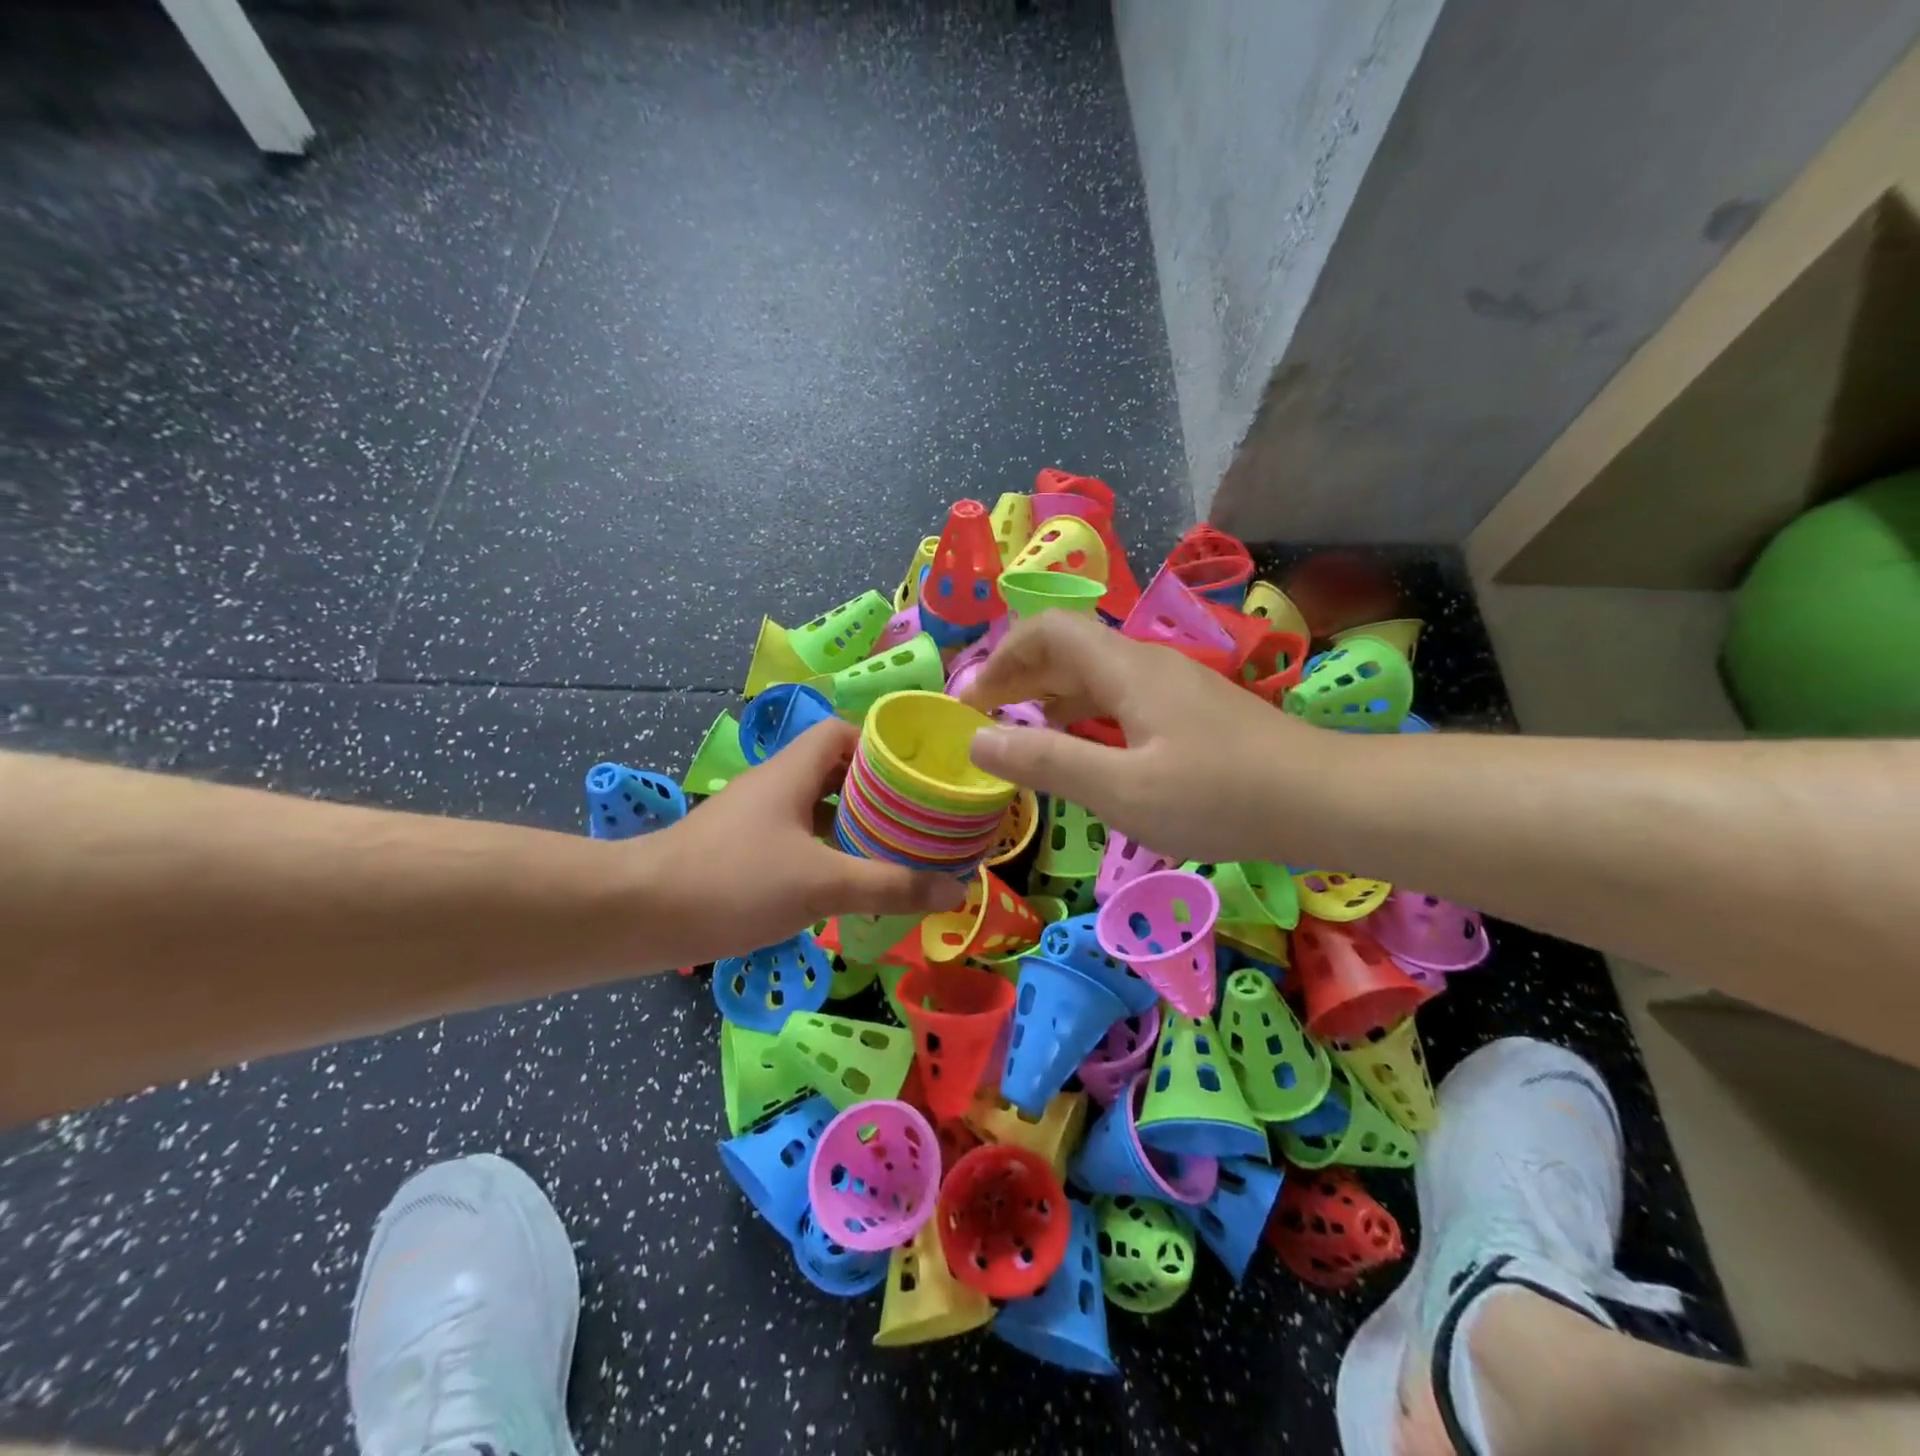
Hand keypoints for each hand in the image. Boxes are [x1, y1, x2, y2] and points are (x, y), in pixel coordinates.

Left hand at [643, 719, 966, 964]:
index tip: (915, 773)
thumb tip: (956, 888)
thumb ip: (891, 885)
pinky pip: (795, 838)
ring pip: (814, 808)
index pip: (842, 732)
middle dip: (875, 791)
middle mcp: (773, 785)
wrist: (637, 914)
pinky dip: (824, 851)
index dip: (880, 744)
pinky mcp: (738, 851)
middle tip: (915, 818)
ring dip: (850, 824)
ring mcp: (753, 819)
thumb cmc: (734, 882)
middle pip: (833, 770)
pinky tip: (842, 883)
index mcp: (792, 772)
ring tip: (891, 850)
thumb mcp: (822, 884)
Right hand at [958, 611, 1332, 865]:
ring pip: (1095, 674)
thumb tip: (976, 741)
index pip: (1047, 631)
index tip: (972, 702)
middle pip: (1068, 648)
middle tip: (986, 721)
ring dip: (1050, 697)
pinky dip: (1085, 715)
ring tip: (1022, 736)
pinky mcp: (1191, 711)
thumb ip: (1046, 763)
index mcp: (1125, 669)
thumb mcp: (1121, 789)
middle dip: (1019, 677)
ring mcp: (1173, 685)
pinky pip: (1121, 698)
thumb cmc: (1219, 796)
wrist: (1324, 801)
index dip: (1002, 657)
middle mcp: (1146, 663)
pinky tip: (1084, 750)